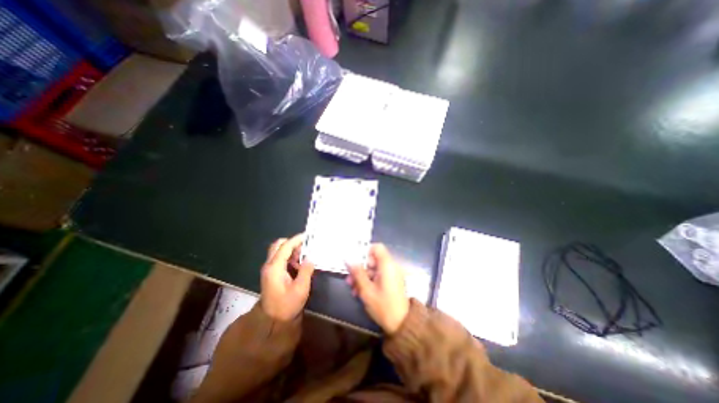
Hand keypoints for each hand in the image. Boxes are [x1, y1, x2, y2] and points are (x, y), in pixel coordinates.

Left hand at [260, 233, 312, 320]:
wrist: (272, 321)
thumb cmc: (287, 305)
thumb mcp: (301, 289)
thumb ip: (306, 271)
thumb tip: (310, 258)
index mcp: (275, 268)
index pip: (285, 247)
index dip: (296, 239)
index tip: (307, 236)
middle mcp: (269, 265)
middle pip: (278, 245)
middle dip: (291, 243)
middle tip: (304, 247)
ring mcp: (269, 269)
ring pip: (278, 251)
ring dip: (291, 250)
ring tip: (303, 257)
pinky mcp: (271, 273)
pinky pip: (279, 258)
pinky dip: (289, 256)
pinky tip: (298, 264)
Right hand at [348, 244, 409, 334]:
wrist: (401, 325)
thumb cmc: (383, 306)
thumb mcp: (366, 289)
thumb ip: (357, 272)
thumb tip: (348, 258)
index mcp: (387, 265)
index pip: (377, 247)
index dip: (365, 252)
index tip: (355, 262)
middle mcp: (391, 267)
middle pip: (373, 259)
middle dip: (360, 268)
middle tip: (349, 279)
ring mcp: (392, 275)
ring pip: (374, 269)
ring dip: (362, 277)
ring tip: (352, 289)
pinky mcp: (392, 282)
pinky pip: (379, 276)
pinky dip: (369, 281)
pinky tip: (359, 292)